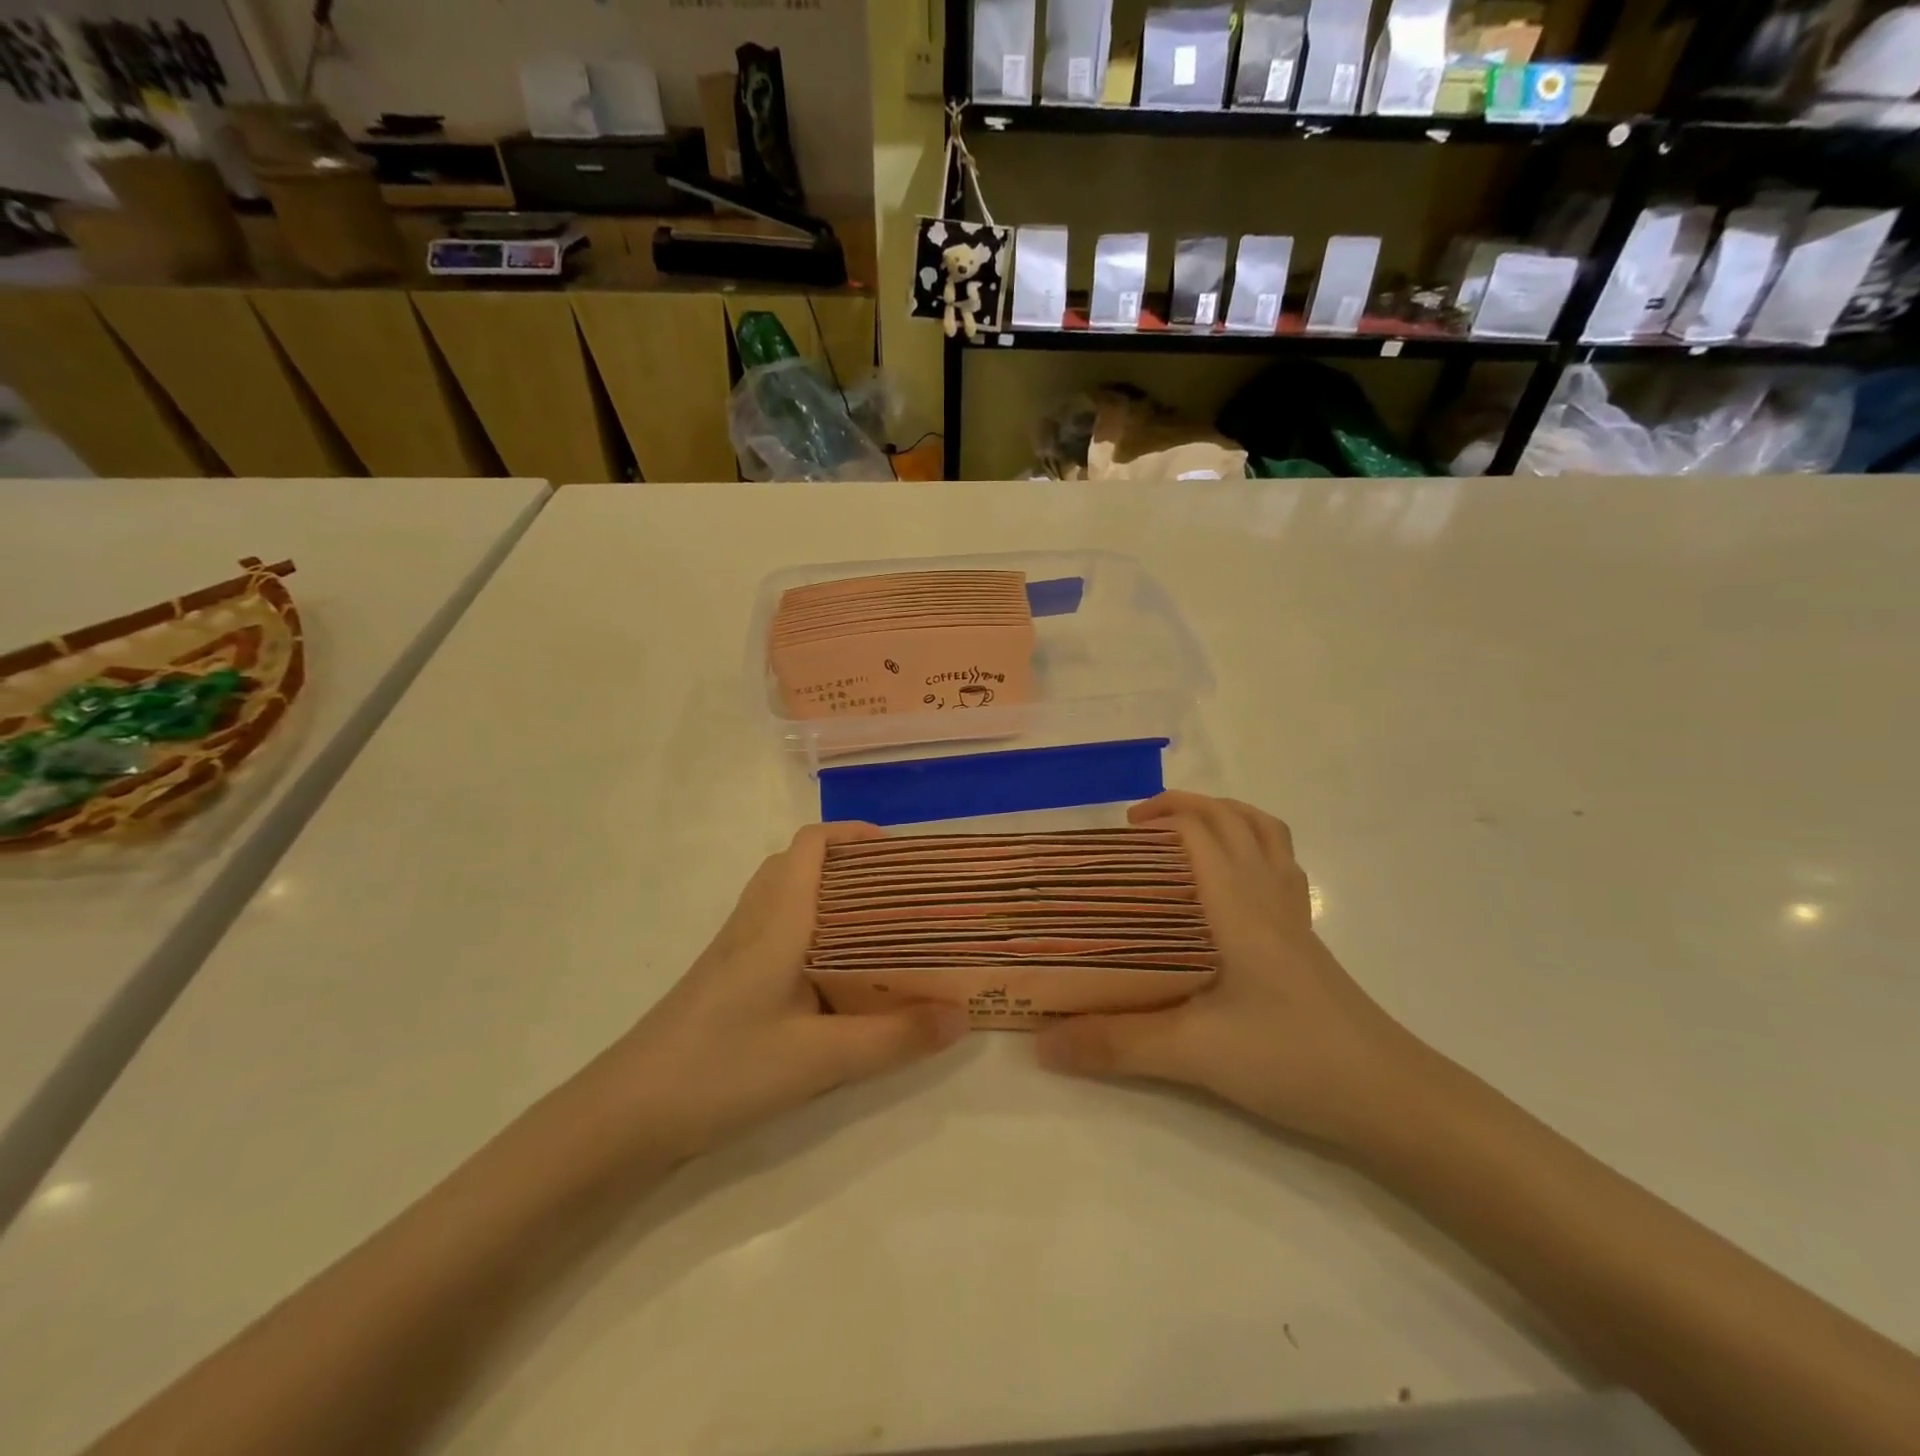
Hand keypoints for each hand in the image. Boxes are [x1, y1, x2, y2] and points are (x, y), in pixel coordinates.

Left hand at [606, 823, 969, 1159]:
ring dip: (830, 898)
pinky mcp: (725, 979)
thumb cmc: (722, 1070)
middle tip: (902, 895)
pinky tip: (835, 978)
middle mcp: (754, 922)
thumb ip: (894, 1038)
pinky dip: (811, 931)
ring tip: (879, 930)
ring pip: (786, 898)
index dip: (855, 835)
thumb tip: (962, 1017)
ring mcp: (734, 950)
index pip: (811, 845)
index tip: (902, 853)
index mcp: (777, 920)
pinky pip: (775, 932)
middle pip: (801, 864)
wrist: (625, 1116)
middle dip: (852, 867)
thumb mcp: (819, 1059)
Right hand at [1036, 792, 1427, 1148]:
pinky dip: (1252, 851)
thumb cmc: (1293, 1059)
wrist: (1391, 1098)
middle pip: (1234, 820)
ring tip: (1183, 839)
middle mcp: (1268, 897)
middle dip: (1185, 808)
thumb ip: (1116, 1044)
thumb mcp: (1194, 1053)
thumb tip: (1042, 1043)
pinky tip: (1229, 889)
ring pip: (1265, 836)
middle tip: (1139, 831)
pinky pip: (1281, 868)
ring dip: (1224, 819)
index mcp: (1239, 905)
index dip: (1162, 817)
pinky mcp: (1307, 943)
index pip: (1201, 830)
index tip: (1119, 835)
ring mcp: (1294, 918)